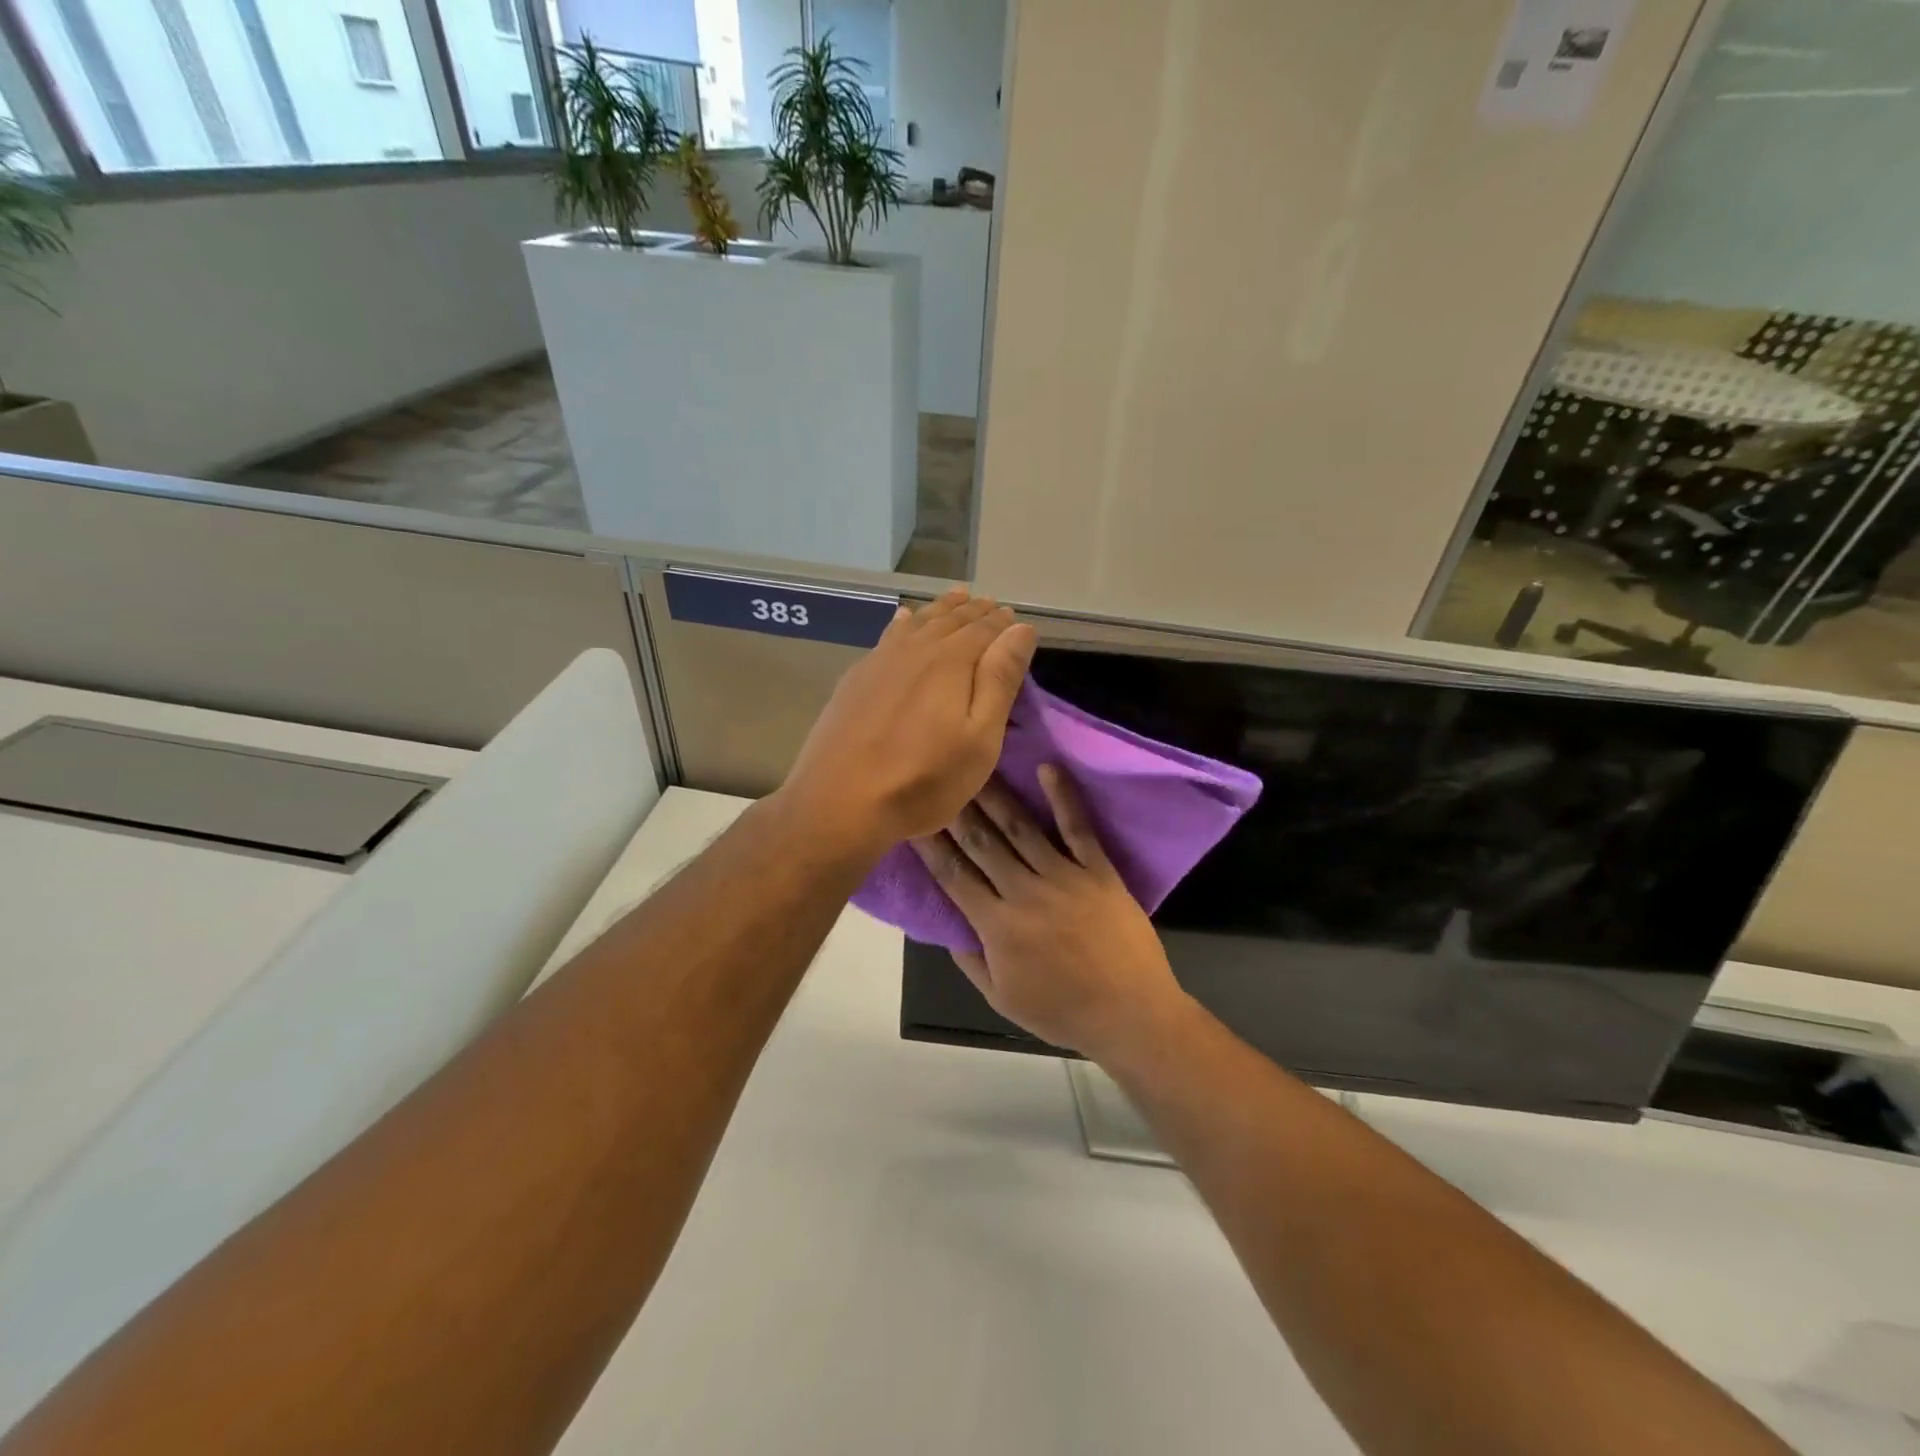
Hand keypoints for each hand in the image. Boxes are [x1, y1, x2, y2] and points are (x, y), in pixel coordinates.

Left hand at [780, 588, 1036, 859]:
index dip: (1002, 623)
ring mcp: (880, 661)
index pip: (984, 630)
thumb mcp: (979, 739)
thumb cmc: (923, 779)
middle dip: (974, 611)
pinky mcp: (856, 679)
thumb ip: (1000, 680)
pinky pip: (888, 635)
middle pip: (950, 620)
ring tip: (956, 598)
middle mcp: (915, 650)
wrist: (839, 801)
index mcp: (951, 661)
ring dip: (941, 609)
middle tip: (991, 604)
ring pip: (918, 622)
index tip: (1015, 618)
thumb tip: (1020, 628)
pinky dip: (904, 622)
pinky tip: (904, 619)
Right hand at [910, 768, 1194, 1063]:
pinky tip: (1047, 767)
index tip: (913, 819)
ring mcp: (1063, 876)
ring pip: (1020, 828)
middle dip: (956, 810)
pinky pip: (1077, 828)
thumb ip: (972, 962)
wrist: (1131, 1014)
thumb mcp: (1002, 1000)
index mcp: (997, 925)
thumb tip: (947, 929)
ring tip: (976, 769)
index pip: (954, 876)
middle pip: (982, 843)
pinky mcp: (1098, 871)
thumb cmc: (1064, 1012)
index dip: (931, 846)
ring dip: (995, 796)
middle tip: (939, 779)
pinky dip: (1062, 797)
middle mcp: (1024, 891)